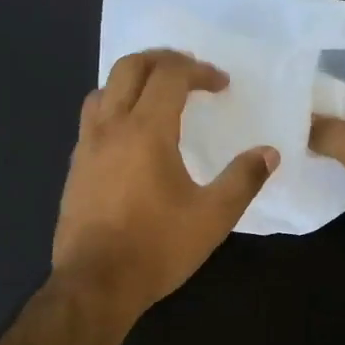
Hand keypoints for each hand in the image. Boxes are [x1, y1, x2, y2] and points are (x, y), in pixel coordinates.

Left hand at [53, 49, 277, 319]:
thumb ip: (243, 179)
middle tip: (190, 73)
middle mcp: (111, 127)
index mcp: (146, 131)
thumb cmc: (157, 248)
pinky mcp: (75, 167)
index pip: (170, 75)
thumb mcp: (213, 217)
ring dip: (134, 80)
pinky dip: (116, 107)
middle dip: (163, 60)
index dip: (199, 71)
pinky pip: (93, 118)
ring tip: (159, 97)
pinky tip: (131, 136)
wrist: (95, 284)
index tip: (220, 85)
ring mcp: (87, 146)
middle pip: (130, 66)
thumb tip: (269, 153)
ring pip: (105, 89)